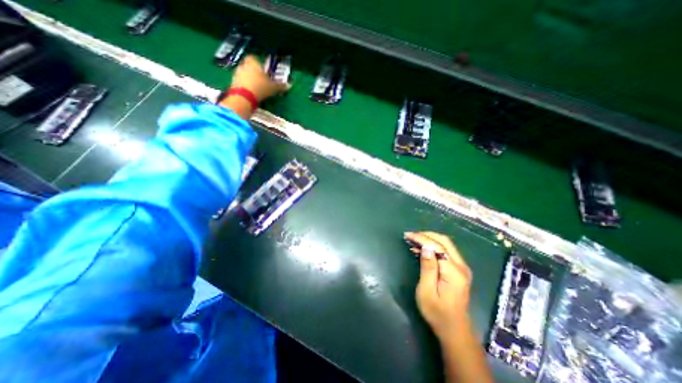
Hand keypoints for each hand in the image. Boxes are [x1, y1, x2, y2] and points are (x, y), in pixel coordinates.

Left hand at [232, 54, 289, 101]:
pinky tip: (251, 93)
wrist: (244, 96)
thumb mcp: (273, 87)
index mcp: (253, 62)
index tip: (264, 71)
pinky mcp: (233, 82)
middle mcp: (243, 64)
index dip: (259, 64)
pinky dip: (246, 86)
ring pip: (244, 74)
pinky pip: (241, 82)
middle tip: (262, 80)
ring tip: (257, 88)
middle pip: (249, 66)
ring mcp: (236, 73)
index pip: (255, 58)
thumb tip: (289, 85)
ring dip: (249, 79)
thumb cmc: (261, 87)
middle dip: (254, 72)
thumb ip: (280, 86)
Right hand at [404, 231, 475, 340]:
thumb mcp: (427, 291)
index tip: (407, 235)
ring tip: (413, 241)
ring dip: (429, 239)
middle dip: (426, 235)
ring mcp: (462, 268)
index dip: (421, 238)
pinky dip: (434, 247)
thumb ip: (428, 268)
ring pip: (446, 245)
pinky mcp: (459, 271)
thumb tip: (426, 248)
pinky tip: (422, 250)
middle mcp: (461, 267)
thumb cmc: (437, 313)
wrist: (455, 330)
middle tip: (410, 235)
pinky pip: (446, 252)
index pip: (437, 246)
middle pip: (444, 241)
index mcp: (453, 272)